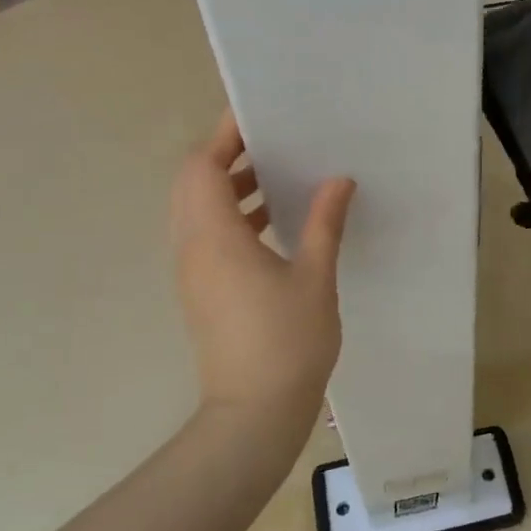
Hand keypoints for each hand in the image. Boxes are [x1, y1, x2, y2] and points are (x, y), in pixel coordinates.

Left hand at [172, 112, 356, 462]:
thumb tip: (338, 180)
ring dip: (229, 187)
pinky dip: (231, 217)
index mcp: (215, 236)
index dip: (224, 136)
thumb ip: (323, 222)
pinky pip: (206, 237)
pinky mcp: (202, 291)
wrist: (253, 414)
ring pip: (197, 211)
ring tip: (277, 175)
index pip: (202, 166)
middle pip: (193, 184)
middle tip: (272, 142)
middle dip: (226, 156)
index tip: (258, 116)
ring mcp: (193, 272)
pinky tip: (273, 223)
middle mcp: (193, 247)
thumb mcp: (314, 277)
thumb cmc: (286, 342)